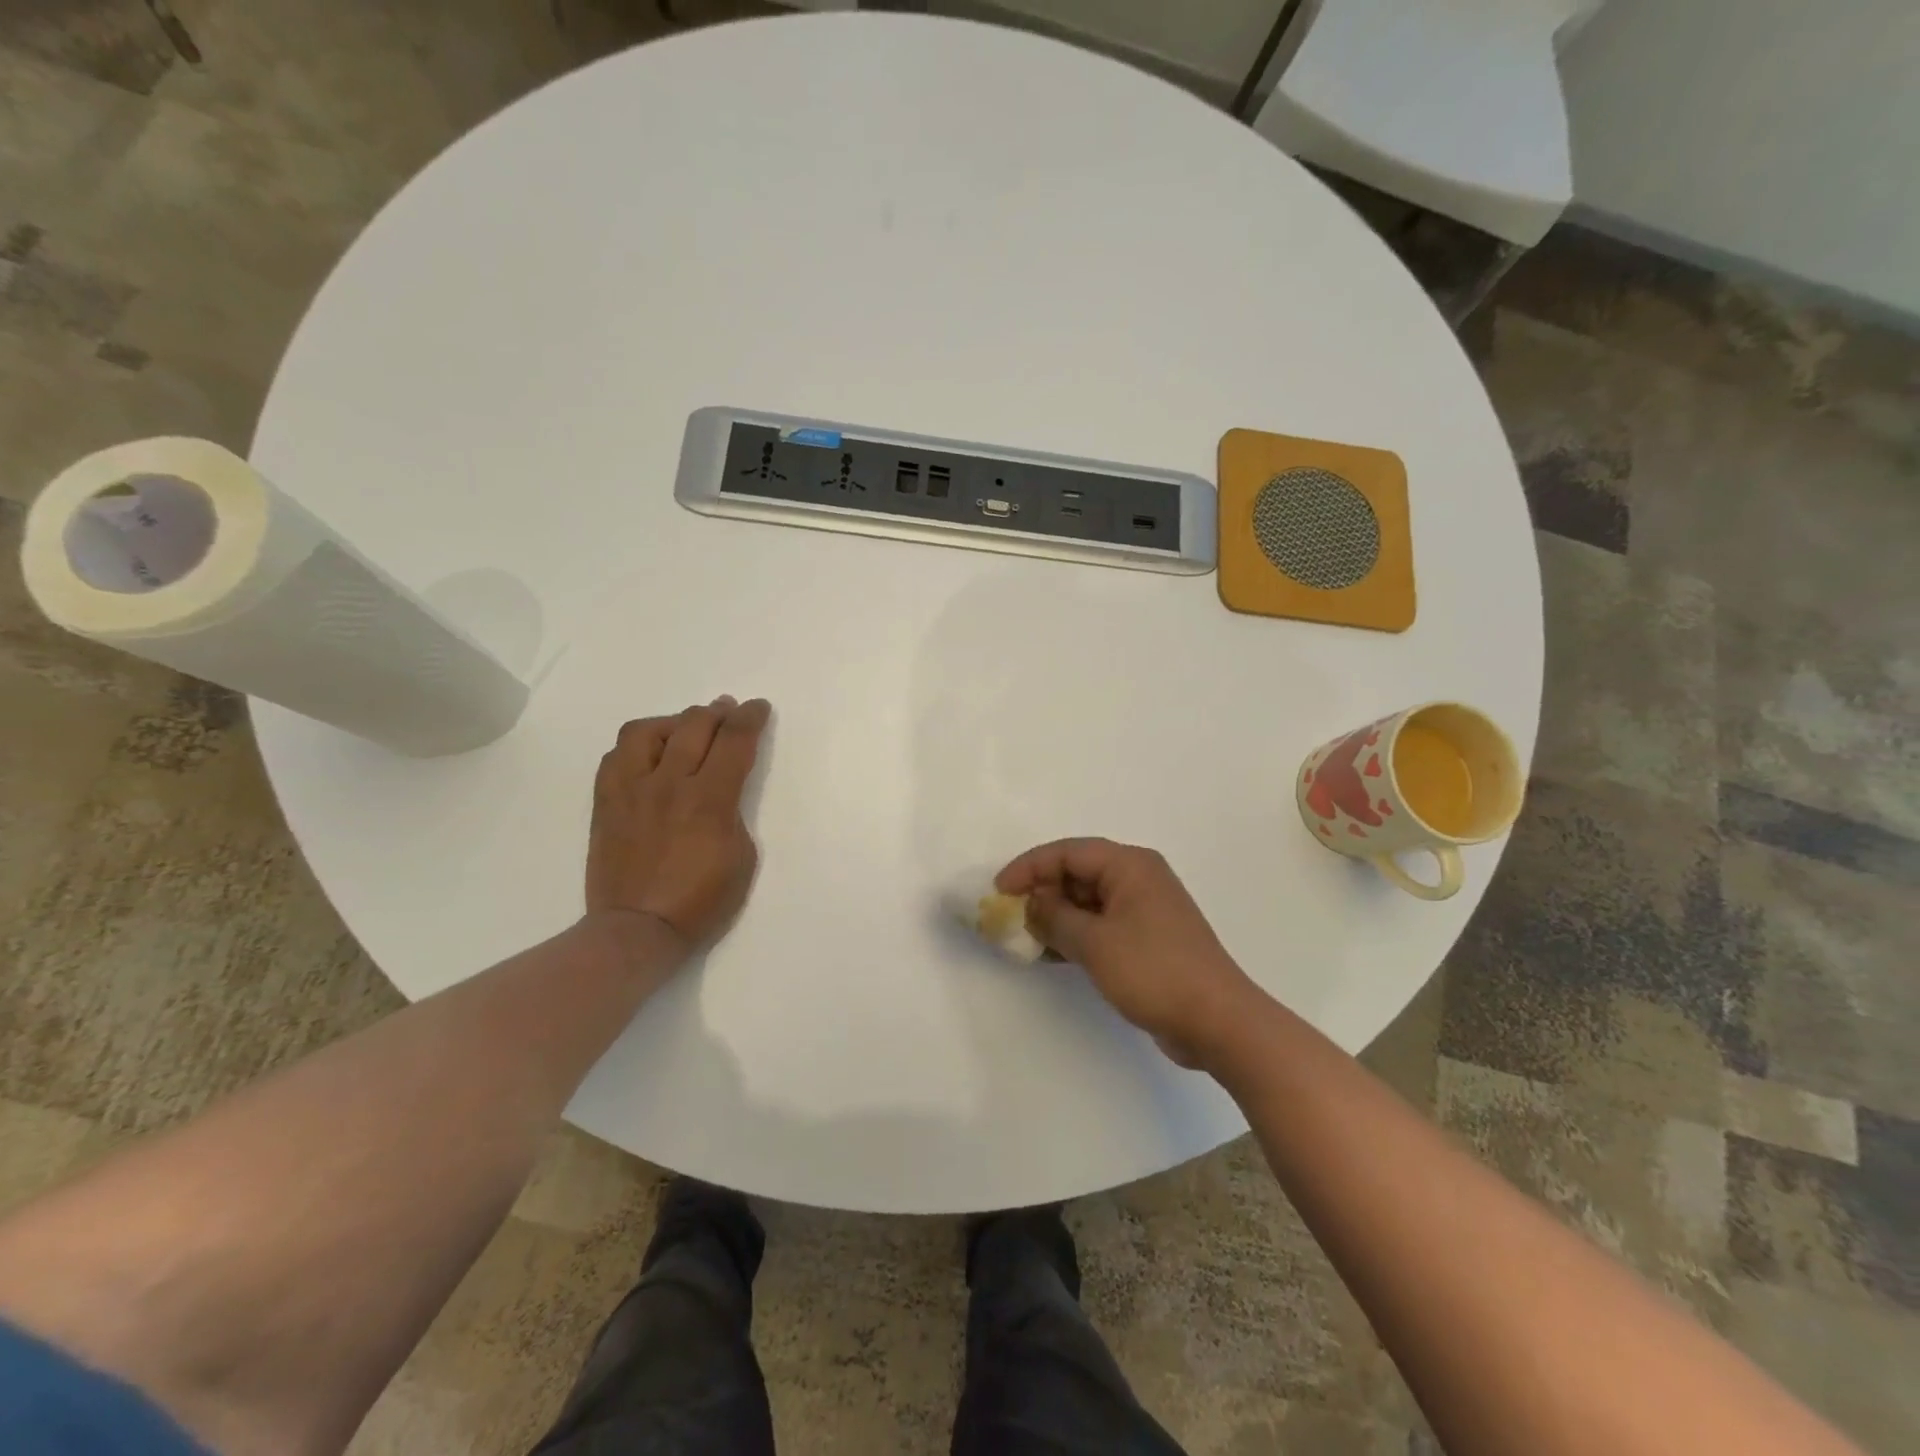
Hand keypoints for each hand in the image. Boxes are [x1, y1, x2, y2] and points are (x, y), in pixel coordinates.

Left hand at [587, 695, 771, 959]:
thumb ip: (733, 814)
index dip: (750, 718)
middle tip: (728, 710)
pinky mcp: (606, 802)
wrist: (637, 929)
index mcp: (710, 800)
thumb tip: (719, 792)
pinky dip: (638, 745)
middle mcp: (669, 783)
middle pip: (694, 725)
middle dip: (717, 712)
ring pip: (647, 731)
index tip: (758, 708)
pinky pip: (616, 756)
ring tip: (684, 729)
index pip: (734, 741)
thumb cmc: (701, 902)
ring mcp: (631, 790)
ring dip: (673, 722)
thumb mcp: (742, 858)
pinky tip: (649, 754)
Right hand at [996, 839, 1262, 1066]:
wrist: (1217, 1021)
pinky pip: (1101, 924)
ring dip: (1056, 916)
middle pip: (1078, 873)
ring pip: (1087, 901)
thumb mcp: (1094, 943)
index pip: (1068, 852)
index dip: (1029, 867)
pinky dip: (1075, 934)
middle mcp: (1138, 878)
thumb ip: (1054, 918)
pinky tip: (1050, 954)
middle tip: (1009, 916)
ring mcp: (1144, 909)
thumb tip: (1030, 904)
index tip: (998, 890)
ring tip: (1024, 938)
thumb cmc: (1154, 971)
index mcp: (1129, 865)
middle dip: (1041, 892)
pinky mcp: (1147, 938)